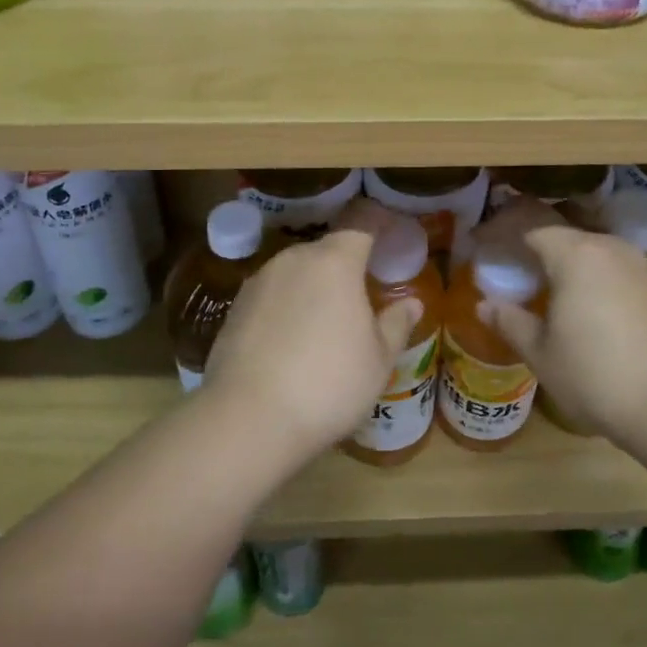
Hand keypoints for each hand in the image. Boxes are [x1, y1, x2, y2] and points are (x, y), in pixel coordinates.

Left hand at [202, 230, 421, 456]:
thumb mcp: (378, 360)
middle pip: (326, 250)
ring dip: (313, 287)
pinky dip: (285, 308)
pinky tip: (291, 342)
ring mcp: (259, 282)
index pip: (361, 227)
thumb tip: (412, 303)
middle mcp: (294, 260)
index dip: (378, 228)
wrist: (248, 419)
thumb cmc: (328, 383)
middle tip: (361, 293)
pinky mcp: (234, 308)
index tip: (390, 238)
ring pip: (295, 272)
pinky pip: (271, 296)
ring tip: (325, 322)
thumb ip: (396, 324)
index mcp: (335, 262)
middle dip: (345, 265)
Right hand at [483, 226, 646, 442]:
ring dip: (567, 261)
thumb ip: (510, 321)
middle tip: (512, 267)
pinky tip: (588, 305)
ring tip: (547, 286)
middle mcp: (610, 247)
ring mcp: (641, 265)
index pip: (530, 227)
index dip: (502, 231)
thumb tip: (484, 304)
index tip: (482, 243)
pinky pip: (616, 268)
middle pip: (564, 234)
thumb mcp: (541, 353)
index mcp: (575, 254)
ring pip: (593, 250)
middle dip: (534, 245)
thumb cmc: (595, 376)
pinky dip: (595, 276)